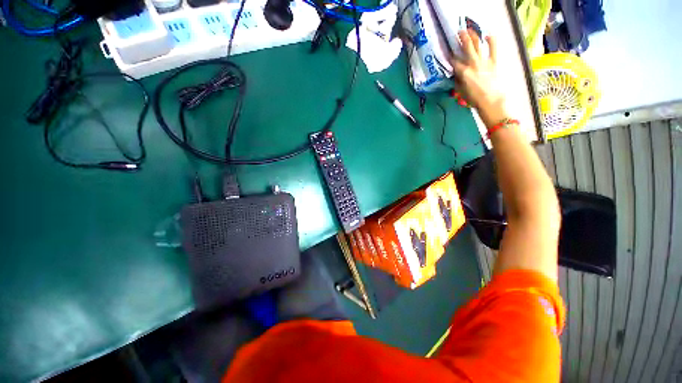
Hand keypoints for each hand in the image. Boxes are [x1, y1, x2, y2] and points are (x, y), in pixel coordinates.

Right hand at [451, 30, 508, 126]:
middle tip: (458, 33)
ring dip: (473, 36)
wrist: (490, 101)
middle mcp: (473, 64)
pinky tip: (488, 36)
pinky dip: (491, 40)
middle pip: (466, 47)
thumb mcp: (461, 91)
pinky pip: (493, 48)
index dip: (450, 56)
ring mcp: (484, 61)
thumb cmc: (473, 99)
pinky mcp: (494, 62)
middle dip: (461, 38)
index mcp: (463, 72)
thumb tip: (456, 74)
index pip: (454, 61)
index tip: (447, 52)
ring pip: (478, 44)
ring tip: (469, 30)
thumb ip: (457, 81)